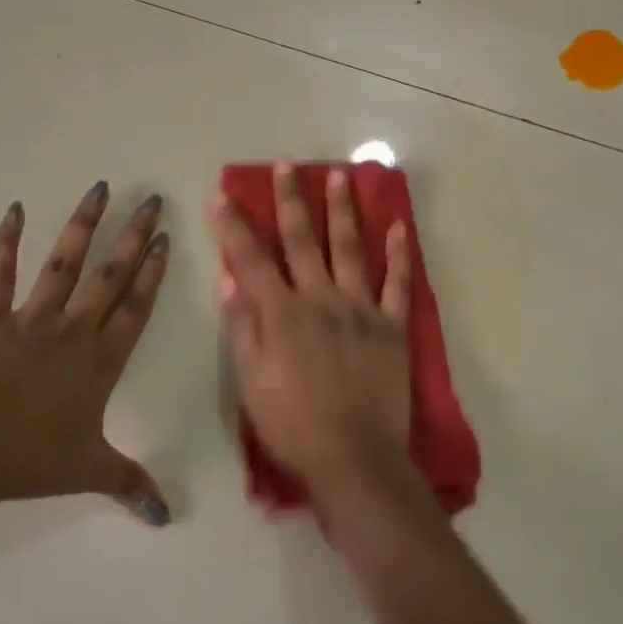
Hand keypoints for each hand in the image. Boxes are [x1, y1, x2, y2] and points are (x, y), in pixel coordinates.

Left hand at [0, 182, 171, 525]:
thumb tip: (167, 517)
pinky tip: (14, 209)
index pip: (136, 307)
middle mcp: (74, 329)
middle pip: (111, 276)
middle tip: (151, 201)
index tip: (165, 237)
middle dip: (133, 236)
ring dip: (82, 225)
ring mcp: (31, 318)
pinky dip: (5, 241)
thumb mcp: (88, 472)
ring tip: (100, 188)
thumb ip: (130, 484)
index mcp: (101, 360)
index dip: (153, 271)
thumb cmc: (28, 460)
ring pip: (64, 263)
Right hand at [206, 162, 414, 499]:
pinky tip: (399, 226)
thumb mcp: (249, 381)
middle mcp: (320, 298)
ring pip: (350, 248)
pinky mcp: (391, 326)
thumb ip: (241, 326)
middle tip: (287, 165)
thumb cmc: (292, 424)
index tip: (223, 194)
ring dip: (343, 210)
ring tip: (339, 176)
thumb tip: (231, 278)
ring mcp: (360, 309)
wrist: (354, 458)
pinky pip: (397, 284)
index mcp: (282, 312)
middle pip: (303, 240)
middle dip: (291, 200)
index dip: (234, 226)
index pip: (252, 259)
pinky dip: (399, 255)